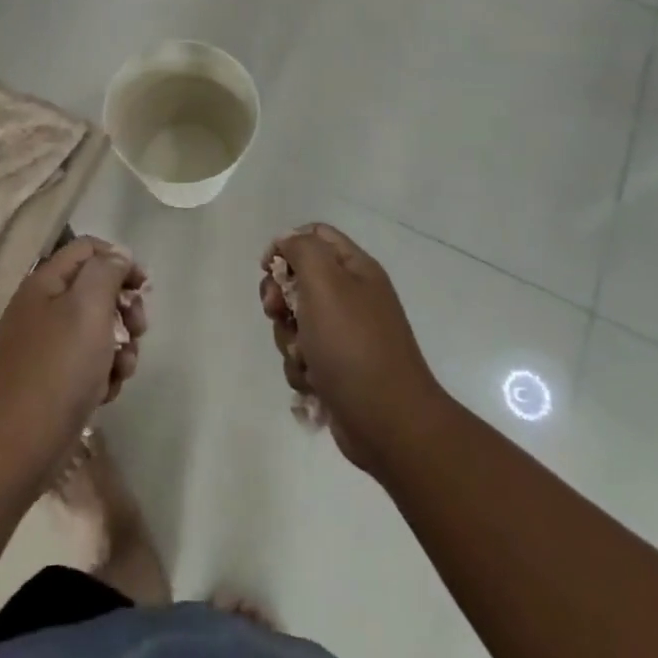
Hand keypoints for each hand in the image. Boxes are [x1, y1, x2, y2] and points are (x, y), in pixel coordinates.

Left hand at [0, 237, 147, 482]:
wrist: (15, 446)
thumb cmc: (57, 368)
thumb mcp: (87, 307)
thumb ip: (107, 272)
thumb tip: (118, 255)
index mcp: (47, 282)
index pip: (88, 248)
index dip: (119, 260)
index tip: (144, 287)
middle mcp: (45, 308)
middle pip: (96, 290)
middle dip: (124, 308)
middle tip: (138, 328)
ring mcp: (48, 347)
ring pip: (98, 331)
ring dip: (120, 347)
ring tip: (123, 369)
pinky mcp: (54, 381)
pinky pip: (89, 365)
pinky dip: (104, 375)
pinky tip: (106, 393)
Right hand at [260, 224, 444, 474]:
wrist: (388, 423)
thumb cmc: (353, 345)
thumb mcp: (325, 282)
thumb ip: (302, 250)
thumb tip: (286, 241)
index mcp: (356, 269)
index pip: (316, 235)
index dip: (286, 245)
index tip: (268, 268)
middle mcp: (352, 297)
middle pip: (298, 280)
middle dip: (280, 297)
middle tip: (277, 311)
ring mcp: (345, 336)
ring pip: (295, 322)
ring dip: (290, 339)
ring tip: (305, 358)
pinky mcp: (336, 370)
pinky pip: (302, 357)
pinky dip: (301, 369)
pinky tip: (314, 383)